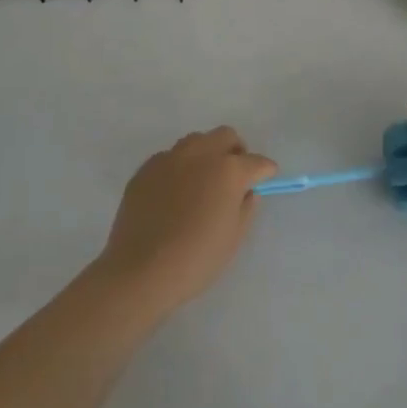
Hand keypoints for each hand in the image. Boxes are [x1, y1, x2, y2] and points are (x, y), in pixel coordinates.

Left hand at [95, 127, 275, 314]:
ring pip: (196, 141)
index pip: (257, 162)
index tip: (266, 178)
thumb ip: (246, 208)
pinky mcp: (145, 169)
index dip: (265, 170)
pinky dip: (179, 167)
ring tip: (203, 180)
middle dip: (236, 150)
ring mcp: (170, 159)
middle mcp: (200, 155)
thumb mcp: (233, 238)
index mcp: (228, 171)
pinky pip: (169, 157)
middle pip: (226, 136)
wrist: (139, 271)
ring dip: (207, 153)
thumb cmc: (195, 259)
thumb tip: (247, 192)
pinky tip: (175, 192)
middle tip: (235, 174)